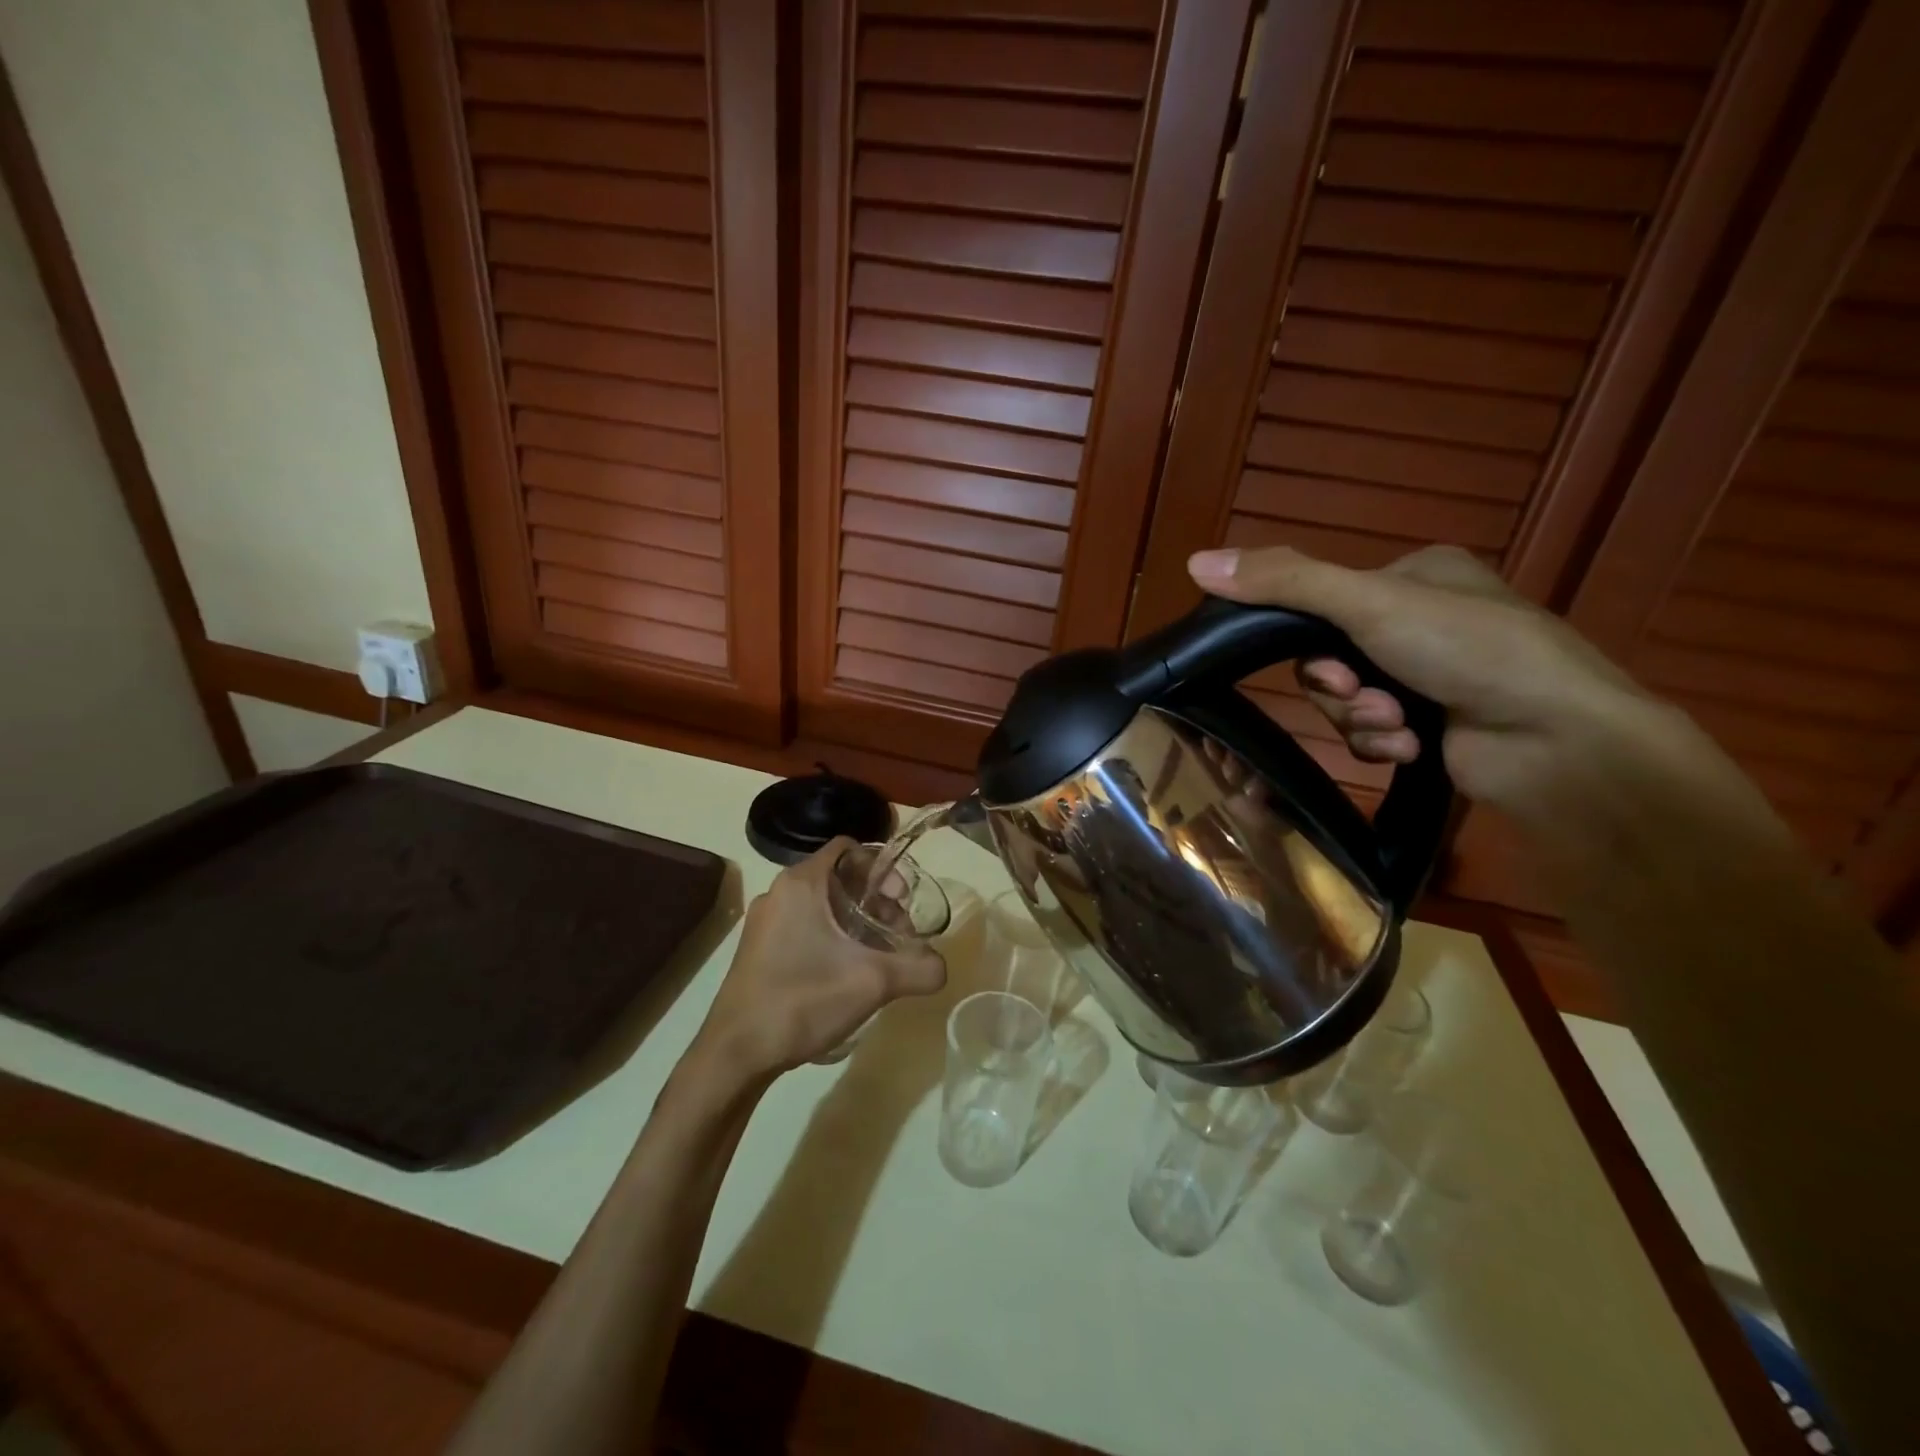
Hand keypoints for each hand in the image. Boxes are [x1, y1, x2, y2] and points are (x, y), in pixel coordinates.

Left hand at [691, 838, 945, 1082]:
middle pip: (839, 877)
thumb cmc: (802, 1001)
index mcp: (801, 883)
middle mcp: (780, 892)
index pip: (849, 848)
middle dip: (875, 899)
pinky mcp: (758, 948)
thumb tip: (943, 967)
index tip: (901, 899)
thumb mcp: (872, 983)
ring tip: (876, 955)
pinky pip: (803, 925)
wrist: (735, 1054)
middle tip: (897, 933)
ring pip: (822, 903)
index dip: (882, 867)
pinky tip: (845, 971)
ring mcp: (765, 921)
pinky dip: (831, 935)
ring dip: (854, 920)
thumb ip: (918, 969)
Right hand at [1187, 544, 1656, 811]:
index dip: (1307, 637)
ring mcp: (1432, 676)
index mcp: (1417, 576)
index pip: (1324, 599)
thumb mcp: (1368, 602)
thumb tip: (1194, 561)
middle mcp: (1424, 621)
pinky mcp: (1435, 725)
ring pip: (1346, 699)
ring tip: (1396, 726)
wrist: (1559, 742)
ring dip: (1361, 717)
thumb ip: (1283, 582)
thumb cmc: (1468, 650)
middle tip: (1362, 696)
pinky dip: (1382, 741)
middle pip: (1330, 656)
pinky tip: (1412, 747)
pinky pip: (1373, 732)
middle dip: (1340, 687)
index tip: (1323, 663)